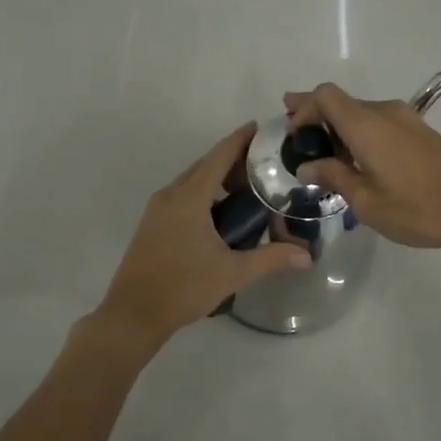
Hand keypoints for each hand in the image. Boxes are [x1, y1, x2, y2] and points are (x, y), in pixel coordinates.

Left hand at [93, 123, 309, 349]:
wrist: (133, 313)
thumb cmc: (183, 288)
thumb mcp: (232, 272)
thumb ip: (271, 258)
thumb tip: (307, 255)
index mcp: (189, 198)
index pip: (219, 157)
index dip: (239, 139)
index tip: (260, 127)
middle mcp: (171, 195)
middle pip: (205, 165)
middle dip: (232, 159)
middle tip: (264, 162)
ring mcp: (157, 209)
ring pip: (192, 181)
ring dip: (217, 177)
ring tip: (248, 186)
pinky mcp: (152, 224)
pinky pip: (182, 195)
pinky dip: (204, 193)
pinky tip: (221, 210)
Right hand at [284, 82, 440, 255]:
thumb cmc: (417, 209)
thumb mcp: (366, 201)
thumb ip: (333, 177)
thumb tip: (307, 166)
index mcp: (367, 125)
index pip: (325, 96)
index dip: (303, 108)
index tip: (293, 134)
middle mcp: (385, 113)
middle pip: (342, 101)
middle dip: (316, 115)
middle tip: (295, 134)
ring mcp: (407, 120)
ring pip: (361, 112)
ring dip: (339, 126)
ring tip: (324, 154)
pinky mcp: (421, 132)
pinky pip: (380, 122)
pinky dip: (360, 133)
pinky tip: (356, 158)